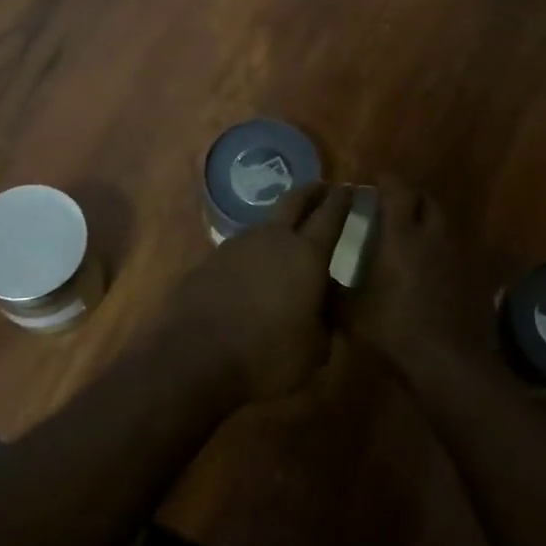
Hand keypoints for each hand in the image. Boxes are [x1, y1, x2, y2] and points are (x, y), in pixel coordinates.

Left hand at [164, 182, 351, 402]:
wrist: (195, 357)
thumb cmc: (266, 355)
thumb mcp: (314, 350)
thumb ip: (326, 321)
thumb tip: (328, 304)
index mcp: (306, 254)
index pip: (330, 215)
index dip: (342, 200)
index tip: (350, 188)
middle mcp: (273, 238)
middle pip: (295, 200)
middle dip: (312, 192)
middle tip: (323, 188)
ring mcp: (237, 245)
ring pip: (265, 223)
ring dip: (280, 224)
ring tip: (288, 237)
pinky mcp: (210, 260)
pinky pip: (241, 248)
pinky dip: (254, 252)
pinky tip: (253, 271)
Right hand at [344, 175, 490, 376]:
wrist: (444, 361)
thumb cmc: (392, 328)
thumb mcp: (350, 312)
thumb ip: (333, 289)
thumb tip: (315, 277)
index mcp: (401, 235)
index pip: (398, 190)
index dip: (386, 180)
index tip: (372, 182)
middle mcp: (430, 237)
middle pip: (426, 200)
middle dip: (410, 196)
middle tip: (390, 205)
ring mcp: (452, 257)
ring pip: (440, 225)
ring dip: (424, 222)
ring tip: (405, 236)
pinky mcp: (464, 278)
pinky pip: (448, 251)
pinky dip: (434, 250)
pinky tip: (421, 268)